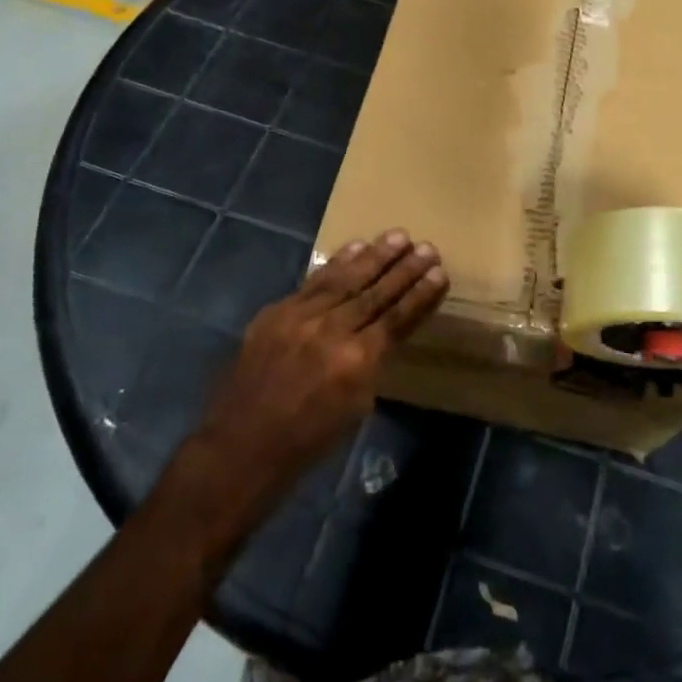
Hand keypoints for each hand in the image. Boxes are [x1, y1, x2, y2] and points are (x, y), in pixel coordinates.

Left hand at [191, 232, 447, 506]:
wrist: (242, 445)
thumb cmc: (308, 440)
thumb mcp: (356, 407)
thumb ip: (372, 363)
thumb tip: (383, 333)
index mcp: (356, 362)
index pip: (398, 319)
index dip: (421, 296)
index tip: (440, 273)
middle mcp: (331, 331)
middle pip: (376, 293)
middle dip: (404, 269)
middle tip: (427, 247)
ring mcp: (300, 318)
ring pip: (345, 279)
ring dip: (374, 256)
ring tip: (398, 236)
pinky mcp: (277, 312)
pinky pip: (313, 281)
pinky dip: (337, 263)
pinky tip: (355, 247)